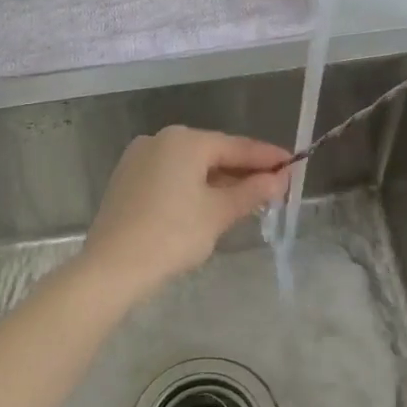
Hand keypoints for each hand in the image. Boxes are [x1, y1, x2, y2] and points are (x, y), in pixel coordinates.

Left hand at [82, 126, 290, 298]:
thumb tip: (280, 179)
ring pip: (190, 166)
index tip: (293, 163)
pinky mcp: (127, 180)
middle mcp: (160, 140)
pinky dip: (193, 187)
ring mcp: (139, 159)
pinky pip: (170, 176)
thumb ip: (252, 191)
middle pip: (212, 152)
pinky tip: (209, 204)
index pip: (237, 146)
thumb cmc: (173, 234)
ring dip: (219, 180)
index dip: (268, 157)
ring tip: (246, 198)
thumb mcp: (219, 213)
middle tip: (273, 185)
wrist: (112, 267)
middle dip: (243, 170)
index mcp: (185, 141)